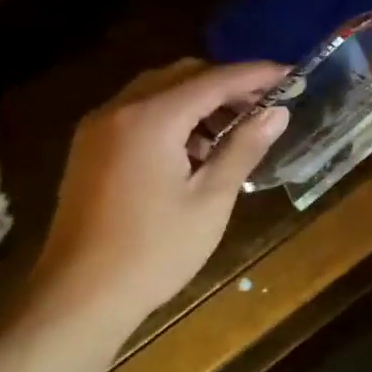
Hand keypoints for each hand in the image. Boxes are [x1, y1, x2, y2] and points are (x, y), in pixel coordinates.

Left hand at [30, 59, 289, 324]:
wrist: (78, 298)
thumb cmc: (154, 251)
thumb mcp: (211, 200)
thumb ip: (244, 148)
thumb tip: (277, 112)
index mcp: (151, 119)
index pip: (214, 79)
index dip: (257, 74)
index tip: (292, 74)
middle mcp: (119, 110)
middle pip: (183, 75)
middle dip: (228, 83)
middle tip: (267, 104)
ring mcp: (99, 128)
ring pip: (159, 90)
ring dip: (201, 98)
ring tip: (238, 128)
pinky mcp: (91, 148)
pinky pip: (140, 111)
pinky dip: (174, 114)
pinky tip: (197, 147)